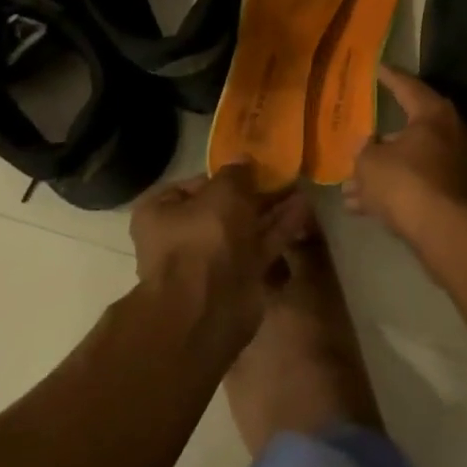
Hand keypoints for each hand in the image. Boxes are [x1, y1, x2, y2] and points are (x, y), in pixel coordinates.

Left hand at [130, 165, 299, 339]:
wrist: (209, 307)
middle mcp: (183, 237)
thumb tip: (243, 160)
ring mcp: (212, 260)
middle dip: (253, 193)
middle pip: (223, 208)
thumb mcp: (223, 191)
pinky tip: (303, 208)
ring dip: (271, 209)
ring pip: (245, 228)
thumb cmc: (204, 238)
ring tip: (300, 187)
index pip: (193, 185)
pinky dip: (280, 228)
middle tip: (283, 176)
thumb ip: (237, 173)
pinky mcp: (238, 277)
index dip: (224, 175)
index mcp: (162, 213)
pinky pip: (261, 246)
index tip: (252, 166)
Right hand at [345, 66, 466, 239]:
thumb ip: (364, 150)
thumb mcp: (370, 163)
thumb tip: (366, 145)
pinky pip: (418, 187)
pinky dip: (394, 193)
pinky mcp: (456, 196)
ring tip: (349, 188)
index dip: (389, 77)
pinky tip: (363, 208)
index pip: (407, 86)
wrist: (449, 232)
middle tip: (358, 141)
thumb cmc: (407, 182)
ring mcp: (457, 166)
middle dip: (380, 142)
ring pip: (411, 164)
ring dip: (382, 174)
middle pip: (410, 130)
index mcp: (434, 114)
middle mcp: (452, 134)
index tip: (377, 68)